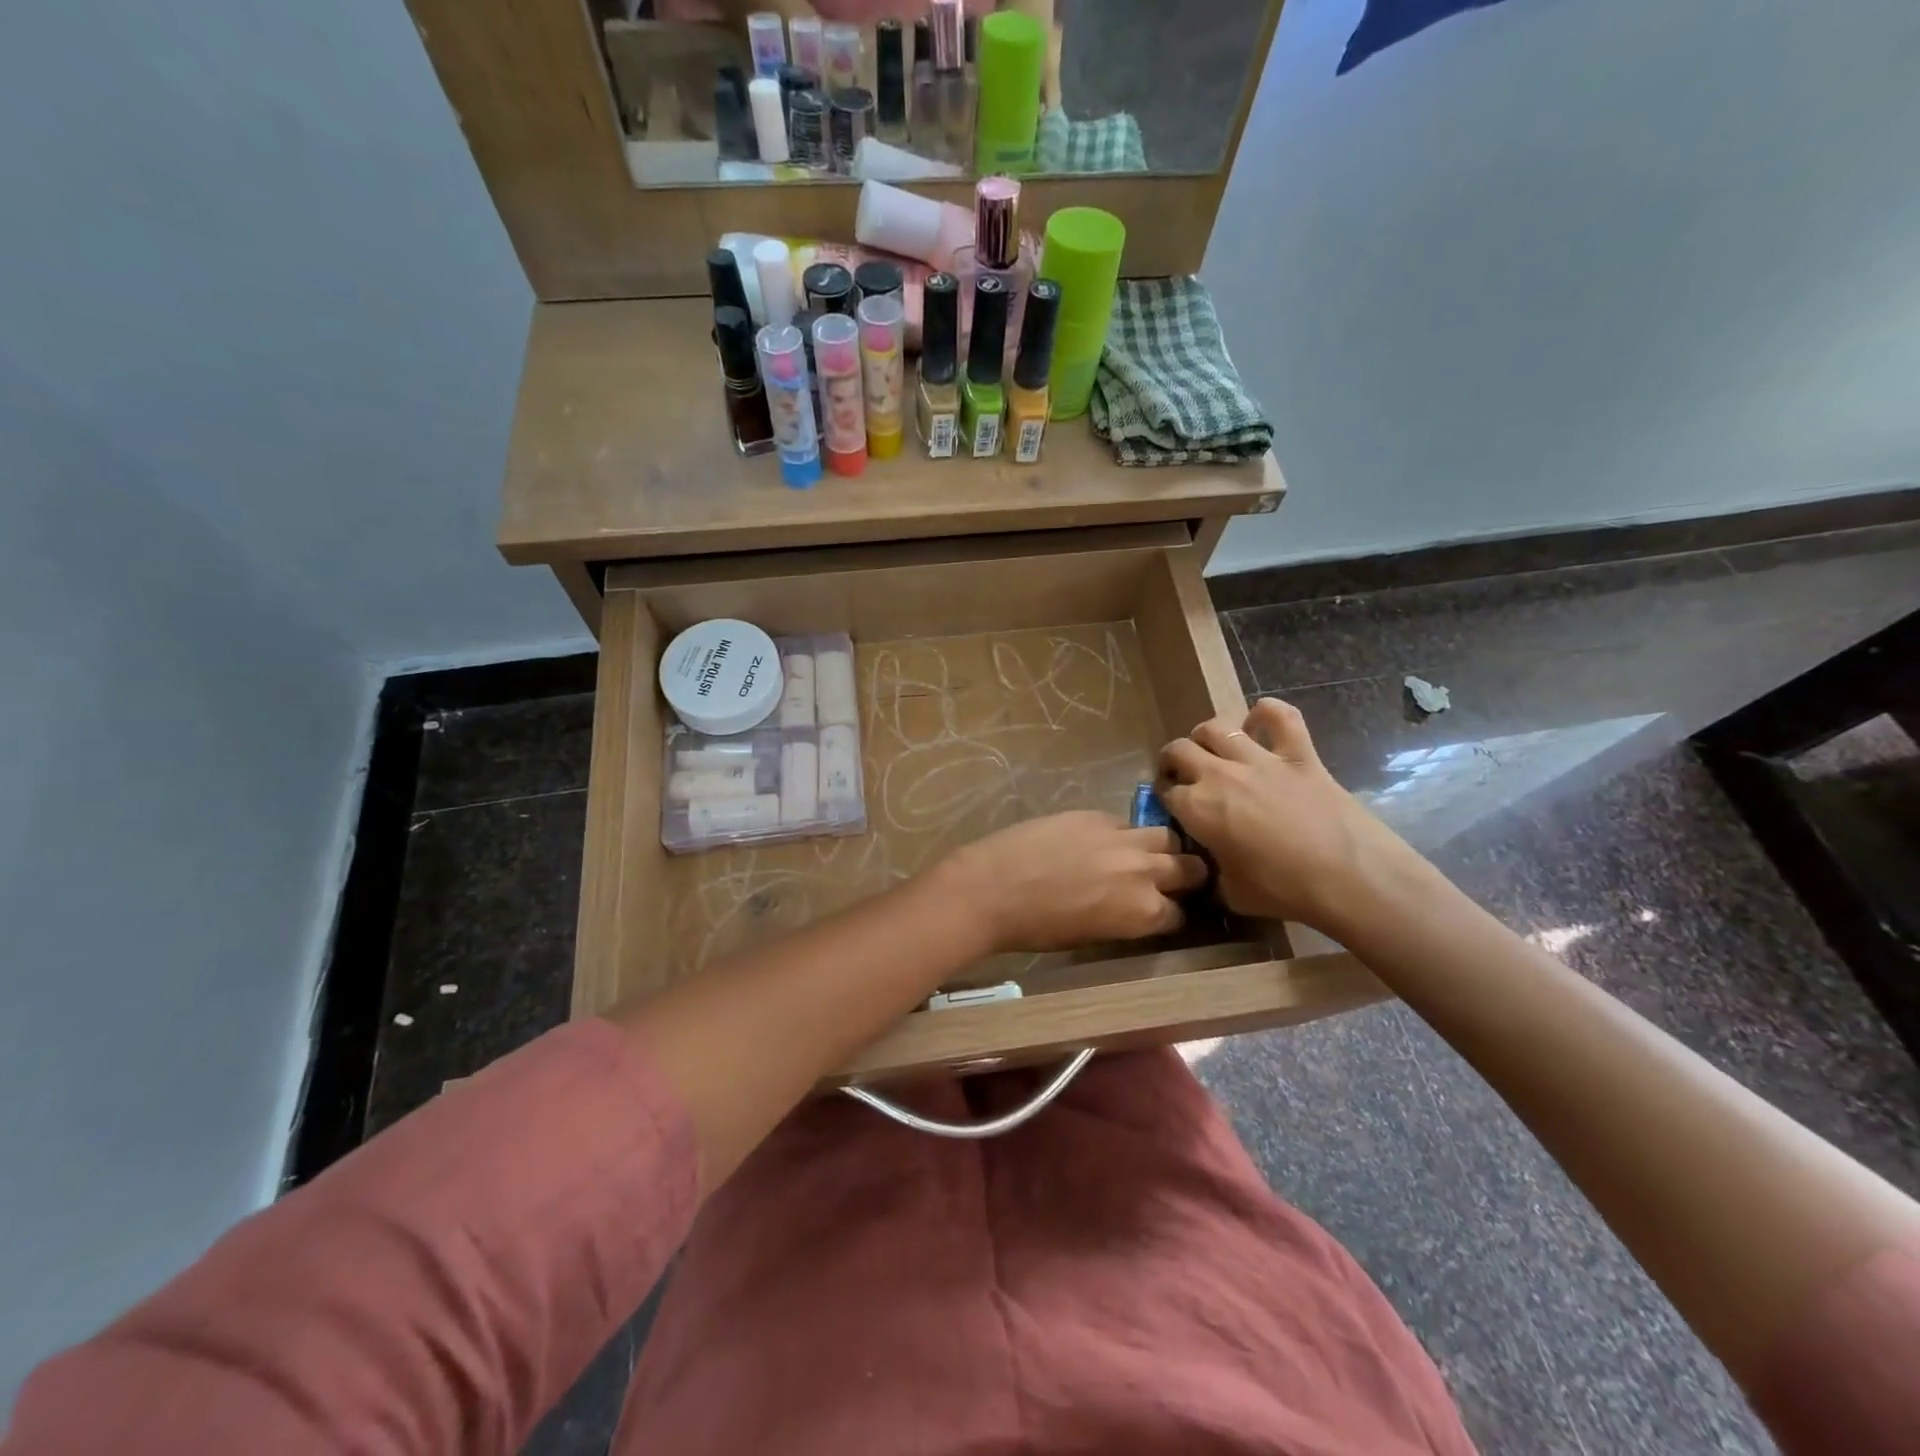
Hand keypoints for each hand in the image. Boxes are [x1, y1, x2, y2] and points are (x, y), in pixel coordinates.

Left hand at [941, 811, 1208, 953]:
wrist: (993, 888)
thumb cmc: (1036, 928)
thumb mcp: (1091, 936)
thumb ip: (1125, 918)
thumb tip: (1135, 908)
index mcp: (1144, 913)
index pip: (1181, 914)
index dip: (1174, 913)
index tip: (1166, 911)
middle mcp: (1145, 872)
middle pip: (1189, 868)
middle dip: (1186, 875)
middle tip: (1170, 878)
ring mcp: (1122, 838)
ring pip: (1166, 836)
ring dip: (1162, 847)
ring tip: (1145, 853)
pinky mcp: (1096, 815)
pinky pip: (1126, 822)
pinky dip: (1123, 833)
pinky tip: (1105, 840)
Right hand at [1160, 699, 1420, 933]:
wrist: (1349, 878)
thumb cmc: (1284, 891)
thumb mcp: (1232, 894)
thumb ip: (1211, 875)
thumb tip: (1207, 870)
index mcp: (1197, 809)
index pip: (1165, 793)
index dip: (1166, 800)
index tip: (1173, 810)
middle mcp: (1219, 775)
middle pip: (1179, 750)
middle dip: (1173, 761)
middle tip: (1182, 774)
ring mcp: (1260, 759)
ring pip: (1216, 727)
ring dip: (1207, 736)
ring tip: (1212, 749)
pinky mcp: (1299, 754)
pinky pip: (1279, 716)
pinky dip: (1267, 713)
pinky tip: (1260, 722)